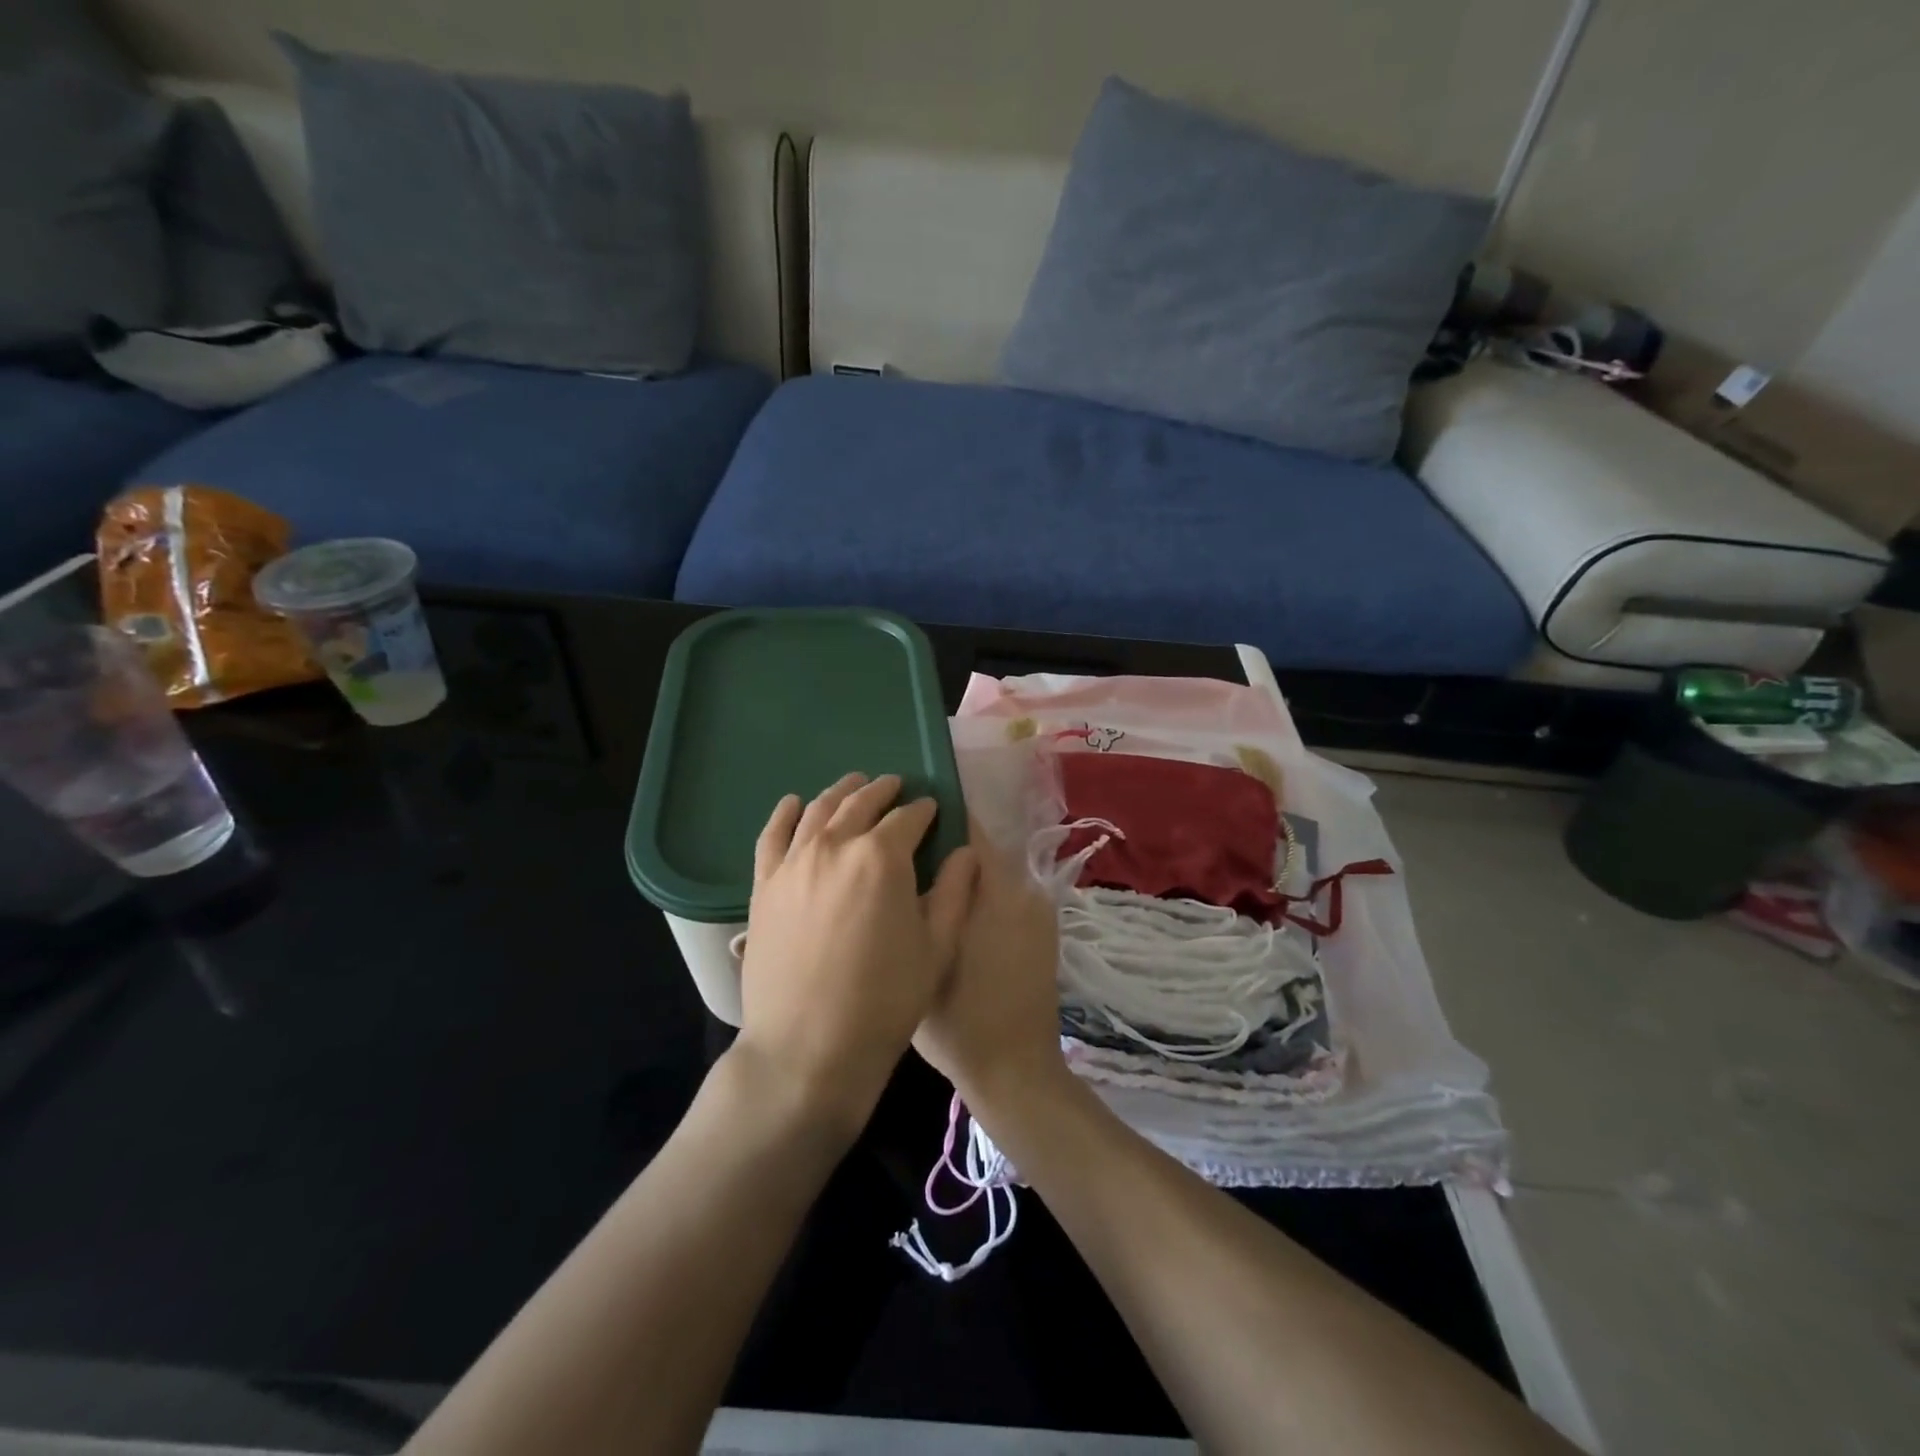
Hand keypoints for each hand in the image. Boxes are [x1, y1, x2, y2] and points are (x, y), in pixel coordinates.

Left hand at [735, 773, 977, 1140]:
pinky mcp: (764, 885)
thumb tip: (965, 852)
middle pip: (860, 803)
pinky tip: (793, 804)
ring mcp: (793, 863)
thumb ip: (955, 892)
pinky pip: (772, 835)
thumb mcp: (936, 948)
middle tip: (896, 786)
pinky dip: (785, 814)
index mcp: (882, 857)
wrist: (808, 1049)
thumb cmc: (884, 1001)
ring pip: (817, 810)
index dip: (924, 811)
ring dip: (840, 793)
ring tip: (854, 786)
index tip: (932, 810)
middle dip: (883, 791)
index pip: (907, 818)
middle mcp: (834, 846)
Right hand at [913, 818, 1069, 1115]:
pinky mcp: (1044, 930)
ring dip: (965, 875)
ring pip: (993, 875)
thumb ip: (919, 903)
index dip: (937, 818)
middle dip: (947, 850)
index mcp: (994, 890)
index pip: (968, 830)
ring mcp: (1038, 910)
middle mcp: (1023, 889)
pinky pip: (1007, 897)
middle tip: (908, 859)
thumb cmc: (958, 1021)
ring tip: (928, 889)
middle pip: (980, 851)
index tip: (907, 820)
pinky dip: (983, 898)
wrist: (1016, 1071)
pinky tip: (958, 919)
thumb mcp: (922, 959)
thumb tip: (908, 862)